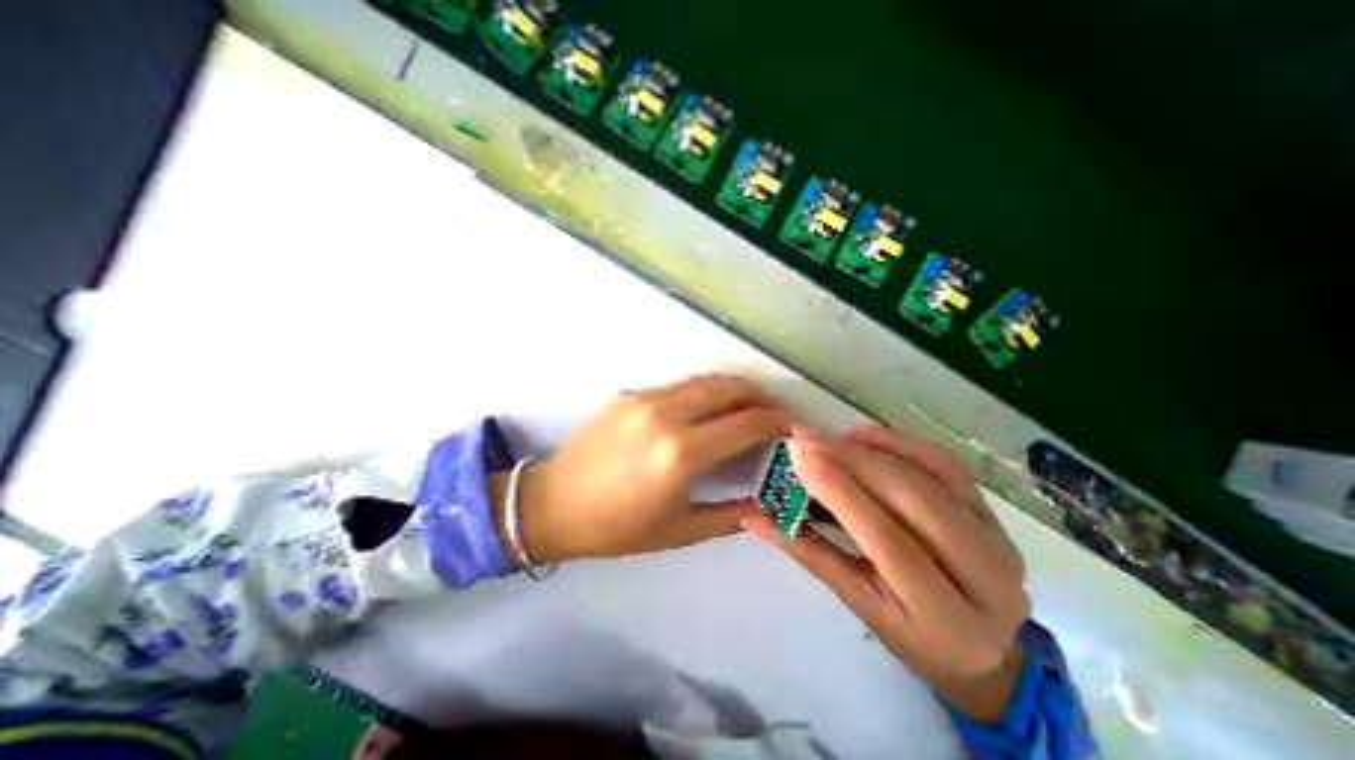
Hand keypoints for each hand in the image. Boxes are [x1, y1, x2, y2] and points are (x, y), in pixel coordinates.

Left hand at [502, 374, 790, 564]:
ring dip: (734, 390)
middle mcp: (665, 415)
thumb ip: (730, 515)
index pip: (746, 422)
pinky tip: (705, 413)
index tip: (793, 426)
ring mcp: (644, 398)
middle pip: (730, 388)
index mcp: (680, 454)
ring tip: (747, 408)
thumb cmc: (616, 527)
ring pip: (705, 381)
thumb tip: (765, 501)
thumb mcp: (679, 531)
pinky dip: (704, 394)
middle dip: (761, 396)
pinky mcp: (629, 393)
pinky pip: (679, 387)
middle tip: (775, 413)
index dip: (777, 421)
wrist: (551, 503)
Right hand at [747, 424, 1033, 722]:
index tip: (799, 458)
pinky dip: (902, 442)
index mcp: (946, 617)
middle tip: (804, 439)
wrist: (981, 645)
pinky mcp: (994, 513)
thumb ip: (809, 553)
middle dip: (851, 461)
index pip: (888, 540)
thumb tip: (754, 515)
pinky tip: (865, 435)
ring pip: (929, 476)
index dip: (841, 493)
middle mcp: (987, 576)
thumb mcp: (859, 604)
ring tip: (827, 437)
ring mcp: (998, 538)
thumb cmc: (911, 633)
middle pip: (912, 501)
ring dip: (872, 449)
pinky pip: (946, 464)